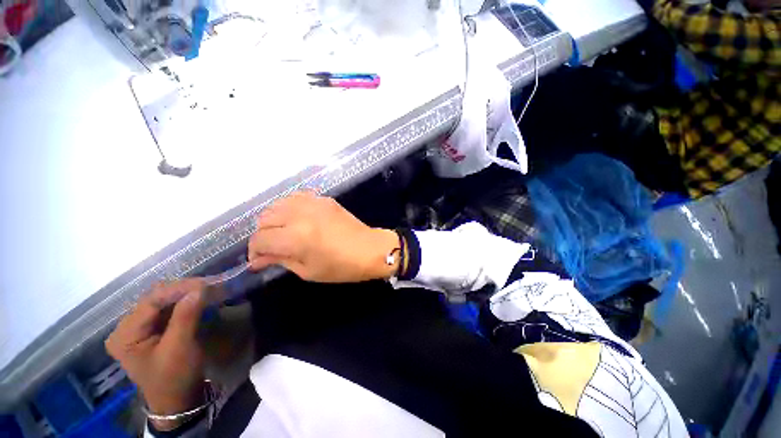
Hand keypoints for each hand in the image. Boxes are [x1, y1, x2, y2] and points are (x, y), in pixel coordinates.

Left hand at [106, 279, 206, 429]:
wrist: (178, 399)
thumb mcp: (179, 348)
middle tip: (210, 285)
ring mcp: (139, 328)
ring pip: (163, 302)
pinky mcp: (152, 330)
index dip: (178, 289)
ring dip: (186, 295)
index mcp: (125, 335)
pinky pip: (168, 309)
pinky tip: (199, 299)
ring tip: (209, 289)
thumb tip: (200, 288)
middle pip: (155, 299)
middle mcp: (127, 328)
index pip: (150, 302)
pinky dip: (185, 302)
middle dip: (183, 290)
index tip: (206, 283)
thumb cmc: (175, 378)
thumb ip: (186, 317)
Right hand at [248, 191, 399, 282]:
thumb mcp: (308, 270)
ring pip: (277, 204)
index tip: (260, 259)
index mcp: (296, 237)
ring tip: (283, 232)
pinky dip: (289, 207)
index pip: (260, 239)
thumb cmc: (341, 267)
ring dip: (273, 219)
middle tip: (273, 247)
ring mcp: (313, 203)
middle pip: (264, 218)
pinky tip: (296, 218)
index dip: (255, 251)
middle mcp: (300, 215)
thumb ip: (280, 260)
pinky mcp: (323, 199)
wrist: (370, 249)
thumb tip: (257, 259)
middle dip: (263, 235)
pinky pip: (296, 197)